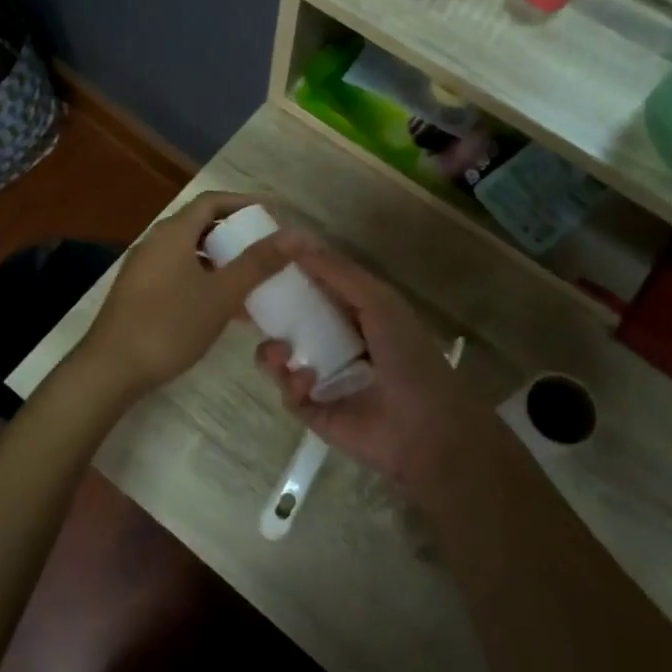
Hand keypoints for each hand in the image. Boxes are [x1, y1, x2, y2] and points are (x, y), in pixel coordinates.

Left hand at [76, 192, 290, 400]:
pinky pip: (178, 274)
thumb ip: (258, 263)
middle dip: (235, 234)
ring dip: (221, 261)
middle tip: (266, 248)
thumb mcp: (221, 294)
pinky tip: (224, 309)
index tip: (273, 213)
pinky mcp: (139, 293)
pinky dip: (204, 281)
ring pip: (190, 253)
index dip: (244, 202)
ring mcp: (144, 269)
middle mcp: (155, 243)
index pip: (212, 201)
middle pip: (200, 225)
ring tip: (252, 280)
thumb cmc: (170, 325)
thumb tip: (296, 235)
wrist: (111, 369)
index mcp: (173, 233)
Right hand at [252, 235, 483, 501]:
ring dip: (273, 350)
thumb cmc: (408, 358)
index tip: (261, 261)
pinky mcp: (312, 411)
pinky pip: (287, 391)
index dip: (289, 276)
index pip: (313, 289)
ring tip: (281, 352)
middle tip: (246, 306)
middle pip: (289, 321)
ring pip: (280, 356)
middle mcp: (334, 342)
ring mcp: (321, 378)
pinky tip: (306, 382)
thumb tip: (297, 239)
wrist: (425, 431)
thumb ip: (338, 272)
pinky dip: (290, 382)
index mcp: (354, 314)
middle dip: (268, 313)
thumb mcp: (378, 302)